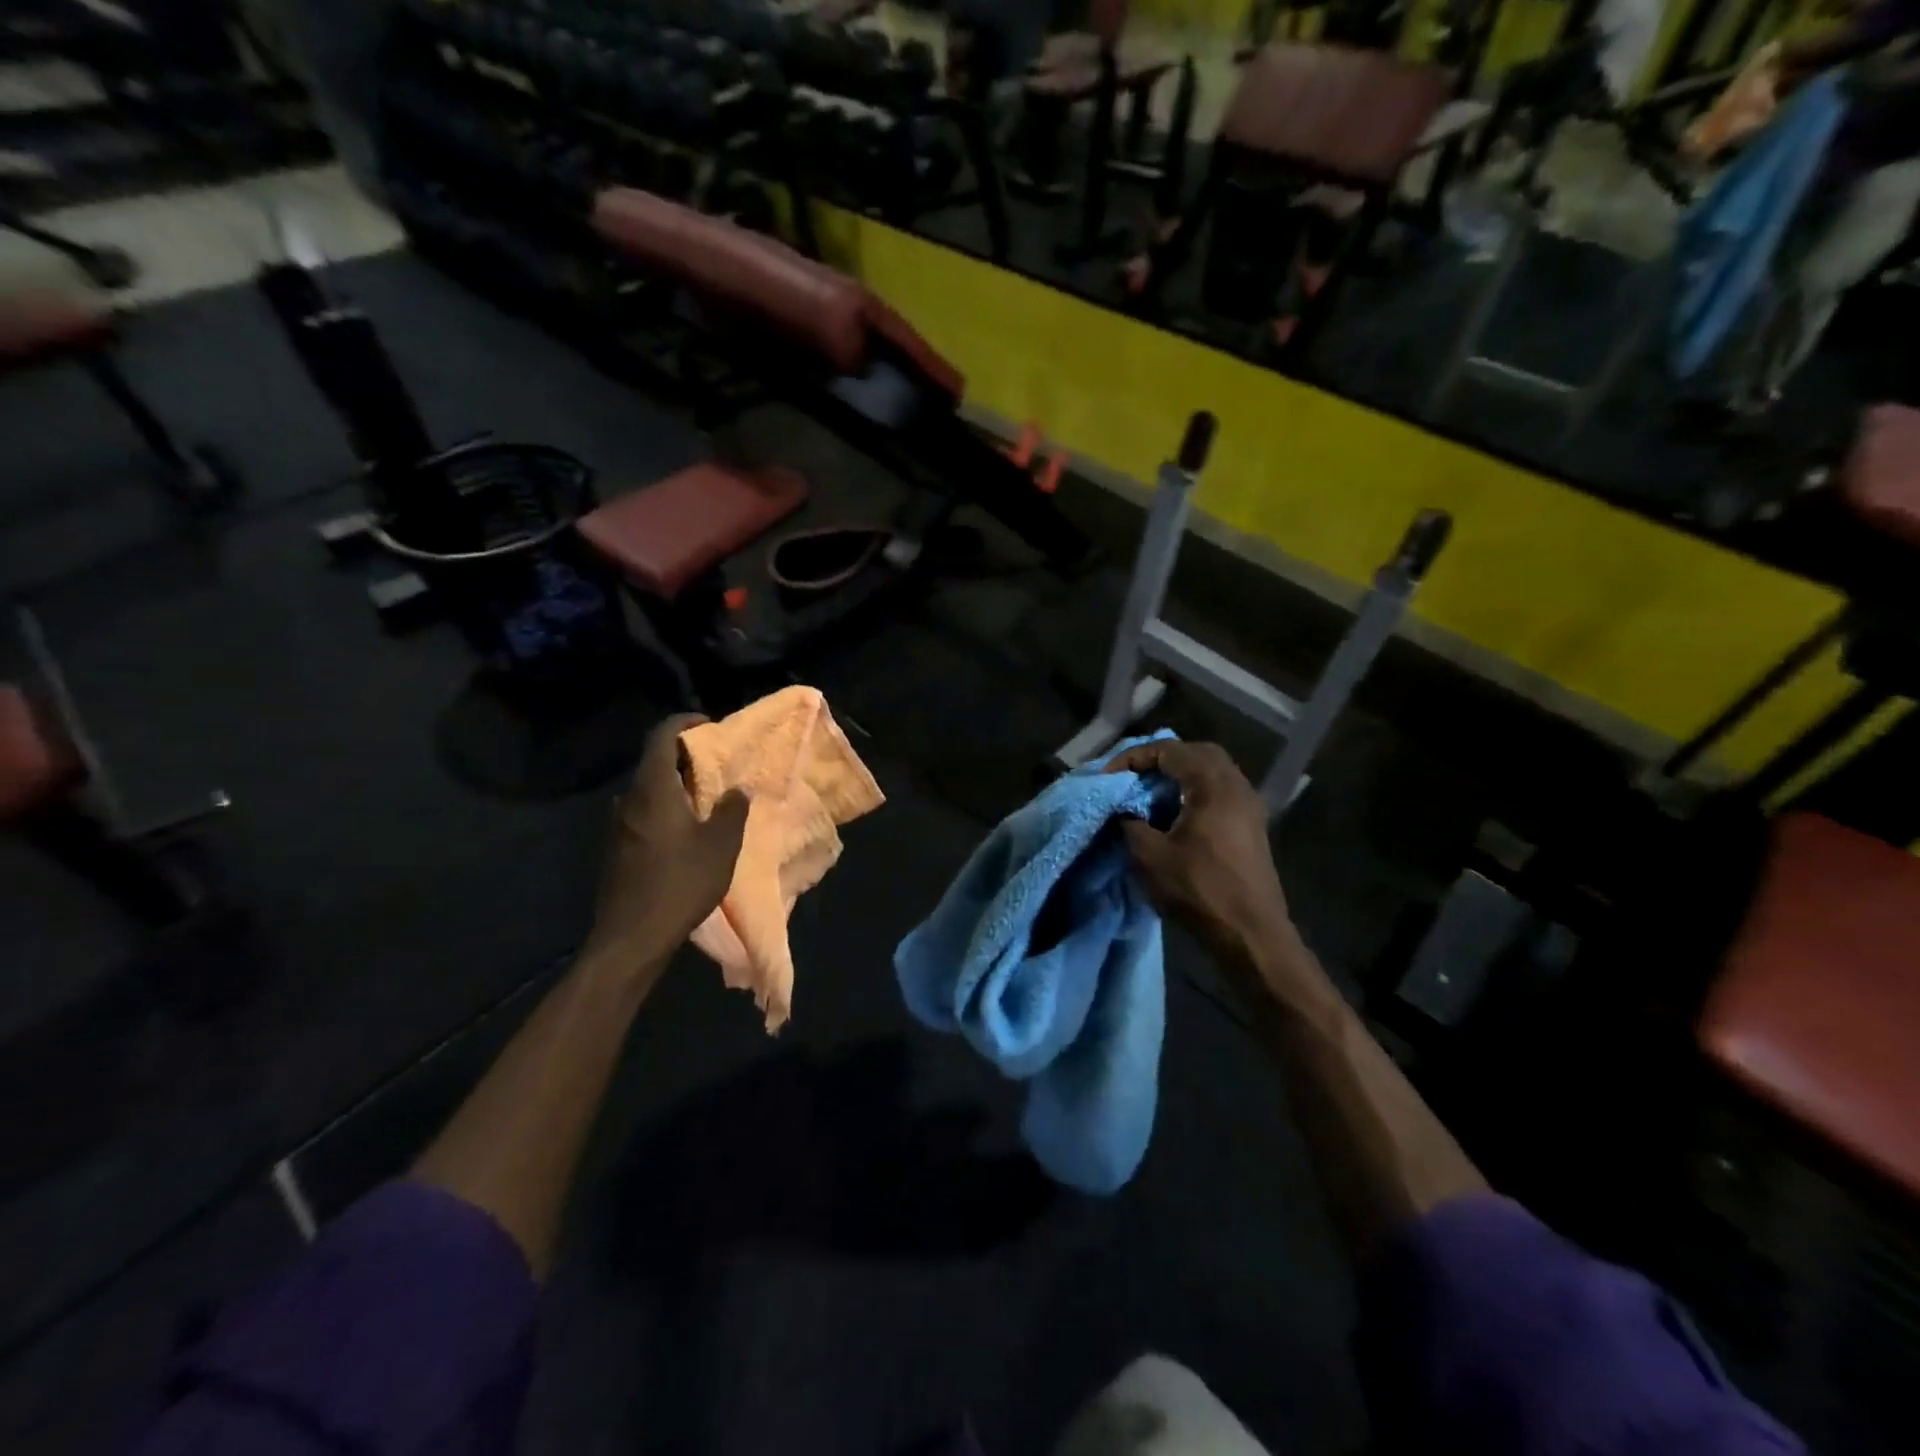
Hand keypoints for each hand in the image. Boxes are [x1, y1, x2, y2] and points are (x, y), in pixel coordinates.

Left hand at [585, 714, 748, 971]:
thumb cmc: (681, 882)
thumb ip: (732, 810)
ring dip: (675, 787)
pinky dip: (664, 810)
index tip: (709, 725)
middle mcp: (629, 800)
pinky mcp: (616, 849)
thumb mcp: (721, 845)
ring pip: (648, 792)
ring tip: (706, 799)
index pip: (662, 737)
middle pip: (654, 763)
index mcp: (653, 789)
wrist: (632, 936)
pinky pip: (643, 815)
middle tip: (716, 766)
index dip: (684, 723)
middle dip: (685, 758)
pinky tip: (685, 832)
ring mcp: (618, 826)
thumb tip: (738, 789)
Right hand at [1105, 741, 1295, 965]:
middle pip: (1196, 753)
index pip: (1169, 750)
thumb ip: (1130, 823)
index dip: (1134, 758)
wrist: (1251, 935)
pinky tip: (1174, 814)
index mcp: (1213, 785)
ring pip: (1211, 771)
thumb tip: (1123, 810)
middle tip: (1132, 776)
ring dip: (1179, 775)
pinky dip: (1194, 791)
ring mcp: (1249, 806)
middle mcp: (1236, 786)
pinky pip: (1220, 791)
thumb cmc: (1200, 890)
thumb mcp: (1150, 856)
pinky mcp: (1251, 826)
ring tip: (1149, 793)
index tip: (1108, 776)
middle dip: (1160, 759)